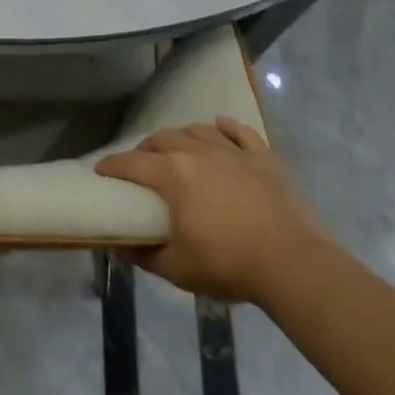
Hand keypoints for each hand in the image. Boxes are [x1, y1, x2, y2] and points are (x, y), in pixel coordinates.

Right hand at [96, 118, 329, 303]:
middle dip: (145, 149)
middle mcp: (197, 151)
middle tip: (140, 165)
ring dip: (182, 136)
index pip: (132, 163)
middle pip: (162, 140)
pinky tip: (220, 125)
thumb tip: (120, 245)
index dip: (112, 166)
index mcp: (173, 174)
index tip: (101, 170)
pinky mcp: (262, 157)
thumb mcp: (178, 269)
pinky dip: (226, 126)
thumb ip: (145, 255)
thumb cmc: (229, 264)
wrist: (293, 263)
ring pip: (198, 130)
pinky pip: (240, 132)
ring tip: (177, 147)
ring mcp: (232, 151)